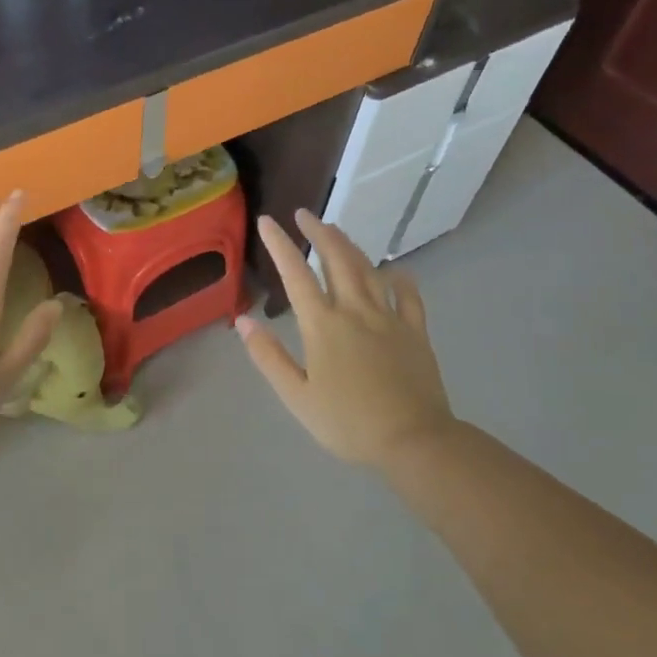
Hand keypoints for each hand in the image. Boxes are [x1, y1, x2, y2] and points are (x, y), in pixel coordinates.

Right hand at [238, 208, 455, 467]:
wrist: (414, 441)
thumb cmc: (348, 423)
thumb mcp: (297, 396)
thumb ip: (268, 356)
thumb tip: (242, 321)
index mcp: (322, 325)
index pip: (295, 274)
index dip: (279, 245)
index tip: (266, 221)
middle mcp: (355, 310)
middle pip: (335, 259)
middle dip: (318, 232)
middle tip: (304, 214)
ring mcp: (388, 318)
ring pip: (367, 269)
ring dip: (349, 245)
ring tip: (335, 230)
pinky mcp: (415, 331)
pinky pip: (408, 295)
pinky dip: (398, 277)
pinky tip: (393, 271)